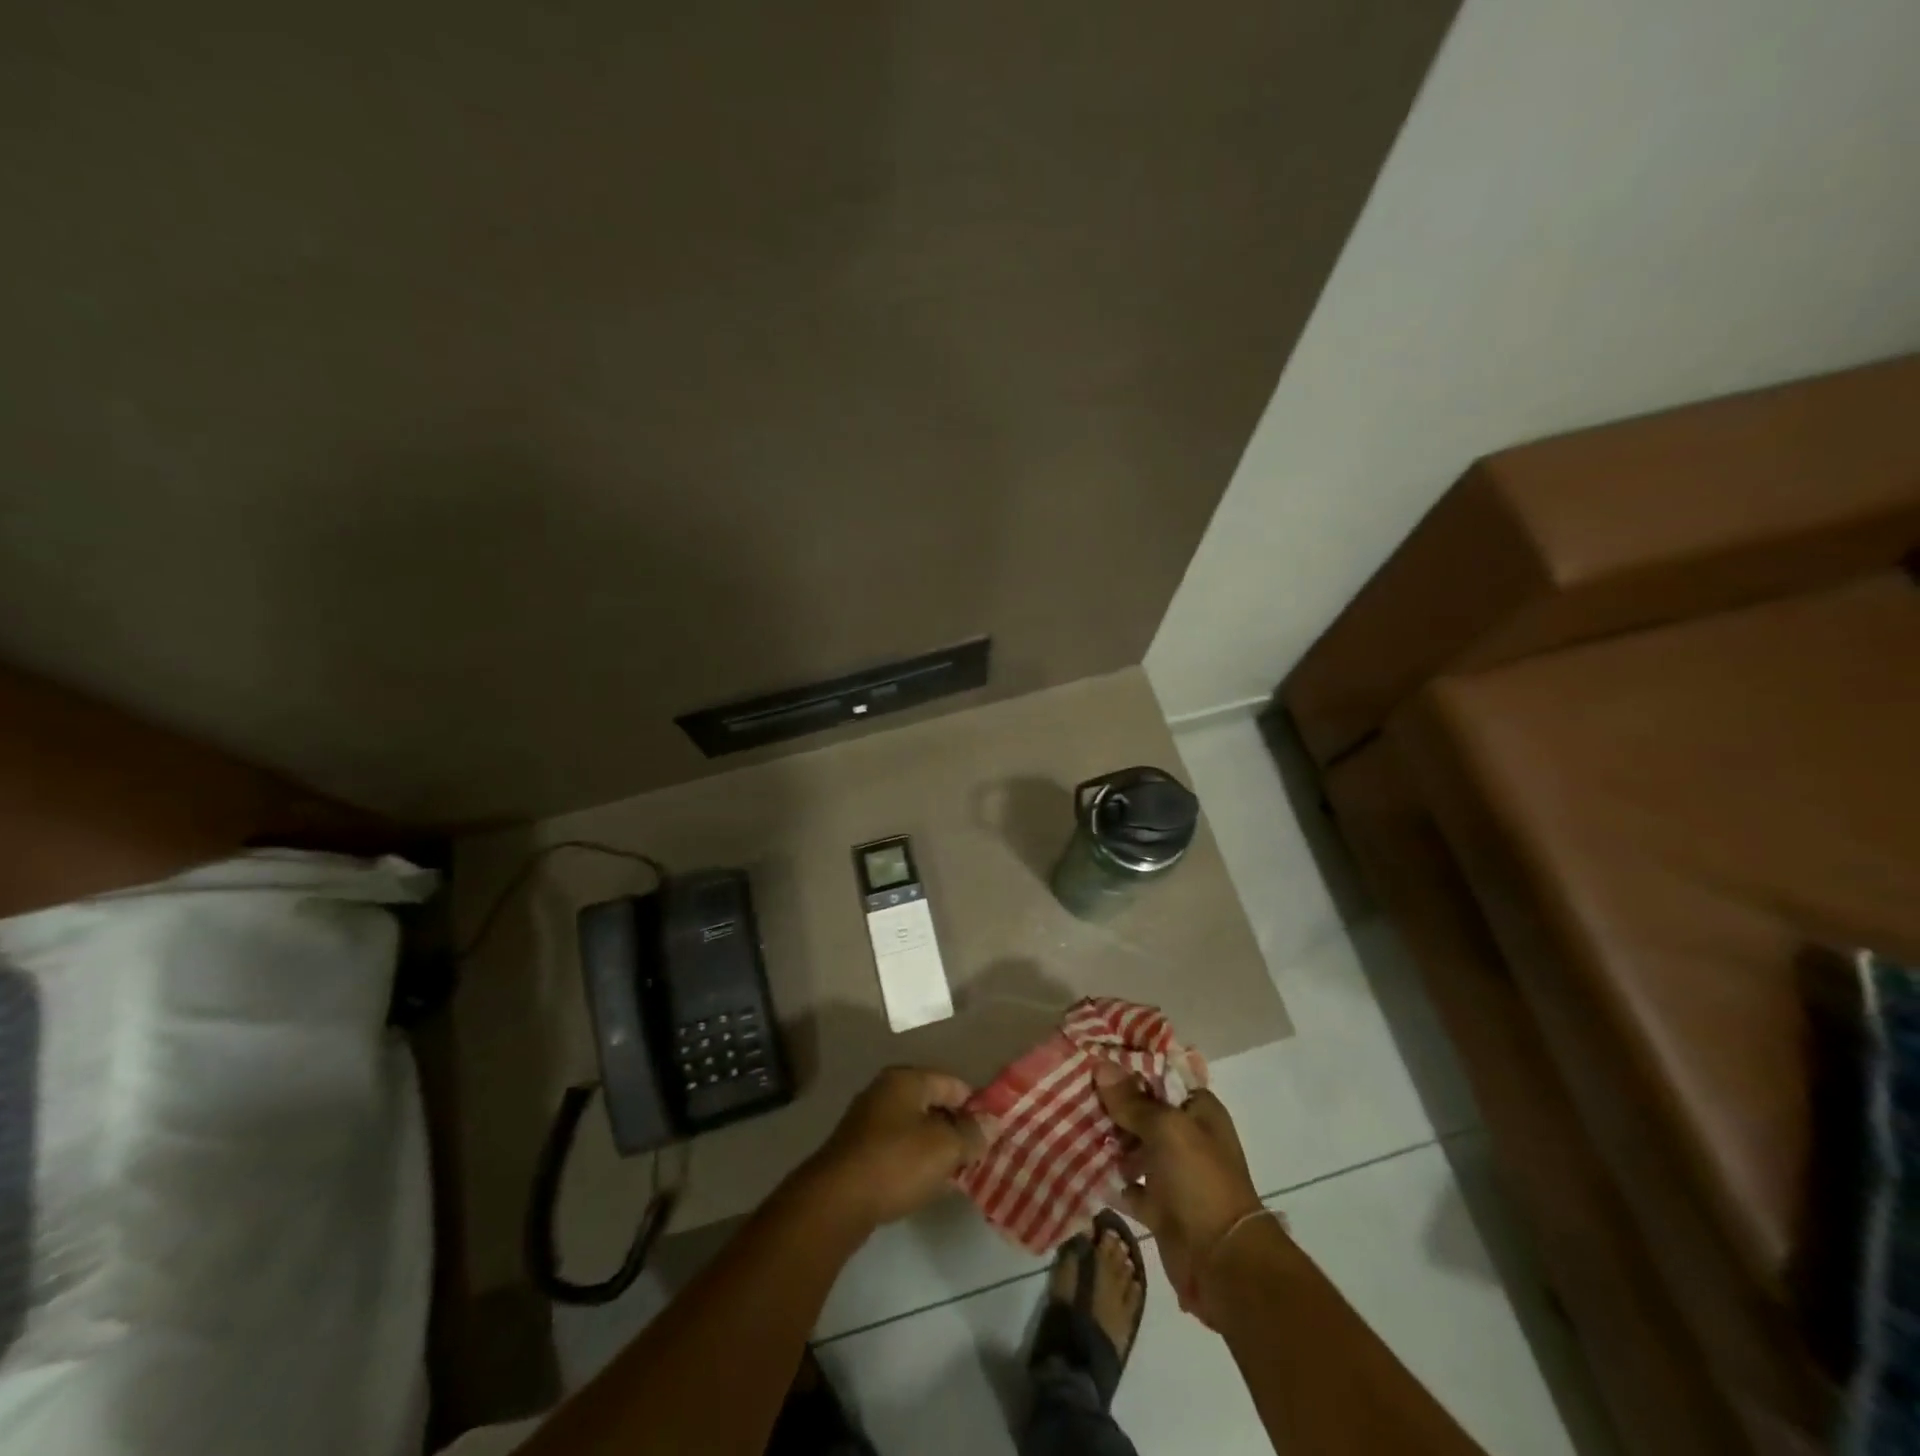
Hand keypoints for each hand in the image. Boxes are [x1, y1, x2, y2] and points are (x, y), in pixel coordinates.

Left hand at [803, 1067, 988, 1229]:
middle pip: (932, 1104)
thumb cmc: (896, 1163)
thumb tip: (988, 1125)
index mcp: (906, 1079)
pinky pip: (897, 1148)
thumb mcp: (945, 1148)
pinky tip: (927, 1184)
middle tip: (976, 1155)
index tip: (992, 1133)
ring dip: (936, 1148)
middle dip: (955, 1128)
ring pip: (915, 1128)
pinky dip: (915, 1161)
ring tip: (956, 1173)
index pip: (952, 1083)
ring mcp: (868, 1121)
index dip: (975, 1106)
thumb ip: (971, 1134)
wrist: (836, 1201)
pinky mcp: (858, 1150)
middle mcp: (885, 1091)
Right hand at [1096, 1063, 1264, 1321]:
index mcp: (1199, 1110)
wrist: (1222, 1264)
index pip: (1160, 1075)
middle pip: (1142, 1110)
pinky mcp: (1159, 1205)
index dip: (1129, 1066)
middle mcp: (1186, 1136)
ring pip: (1133, 1146)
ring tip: (1069, 1121)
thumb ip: (1132, 1100)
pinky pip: (1128, 1184)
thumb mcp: (1166, 1129)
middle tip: (1072, 1088)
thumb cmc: (1199, 1181)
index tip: (1093, 1056)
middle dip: (1111, 1103)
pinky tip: (1080, 1163)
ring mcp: (1173, 1172)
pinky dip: (1109, 1177)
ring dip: (1107, 1138)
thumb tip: (1101, 1065)